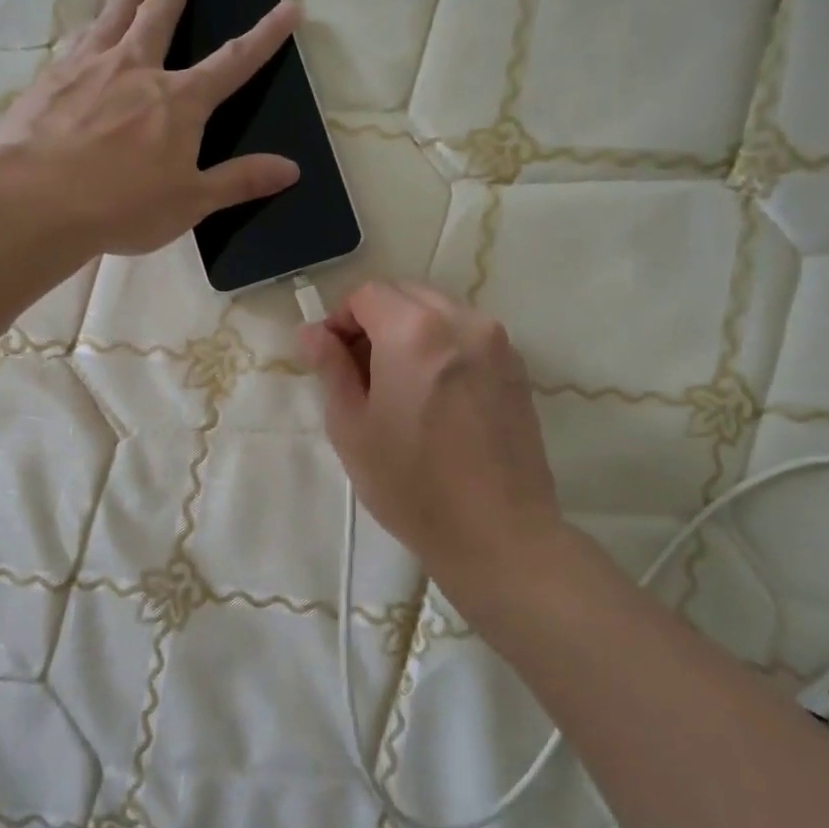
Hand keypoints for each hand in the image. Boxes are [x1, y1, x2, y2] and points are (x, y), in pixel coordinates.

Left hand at [0, 0, 302, 255]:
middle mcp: (137, 70)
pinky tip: (86, 25)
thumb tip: (292, 169)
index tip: (288, 7)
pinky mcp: (52, 79)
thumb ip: (239, 181)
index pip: (234, 62)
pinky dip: (89, 26)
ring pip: (115, 16)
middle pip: (162, 16)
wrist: (37, 200)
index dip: (265, 36)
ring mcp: (90, 68)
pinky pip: (77, 41)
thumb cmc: (123, 206)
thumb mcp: (191, 202)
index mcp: (179, 101)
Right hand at [300, 281, 569, 621]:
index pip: (367, 294)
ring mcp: (497, 343)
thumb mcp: (351, 426)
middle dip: (375, 320)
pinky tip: (433, 397)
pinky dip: (441, 347)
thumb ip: (330, 368)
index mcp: (414, 331)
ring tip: (398, 386)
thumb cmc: (410, 484)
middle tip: (359, 372)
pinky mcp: (517, 368)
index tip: (330, 358)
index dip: (340, 320)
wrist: (498, 533)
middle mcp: (461, 321)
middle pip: (405, 294)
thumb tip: (312, 332)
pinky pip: (467, 336)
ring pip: (438, 312)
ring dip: (409, 332)